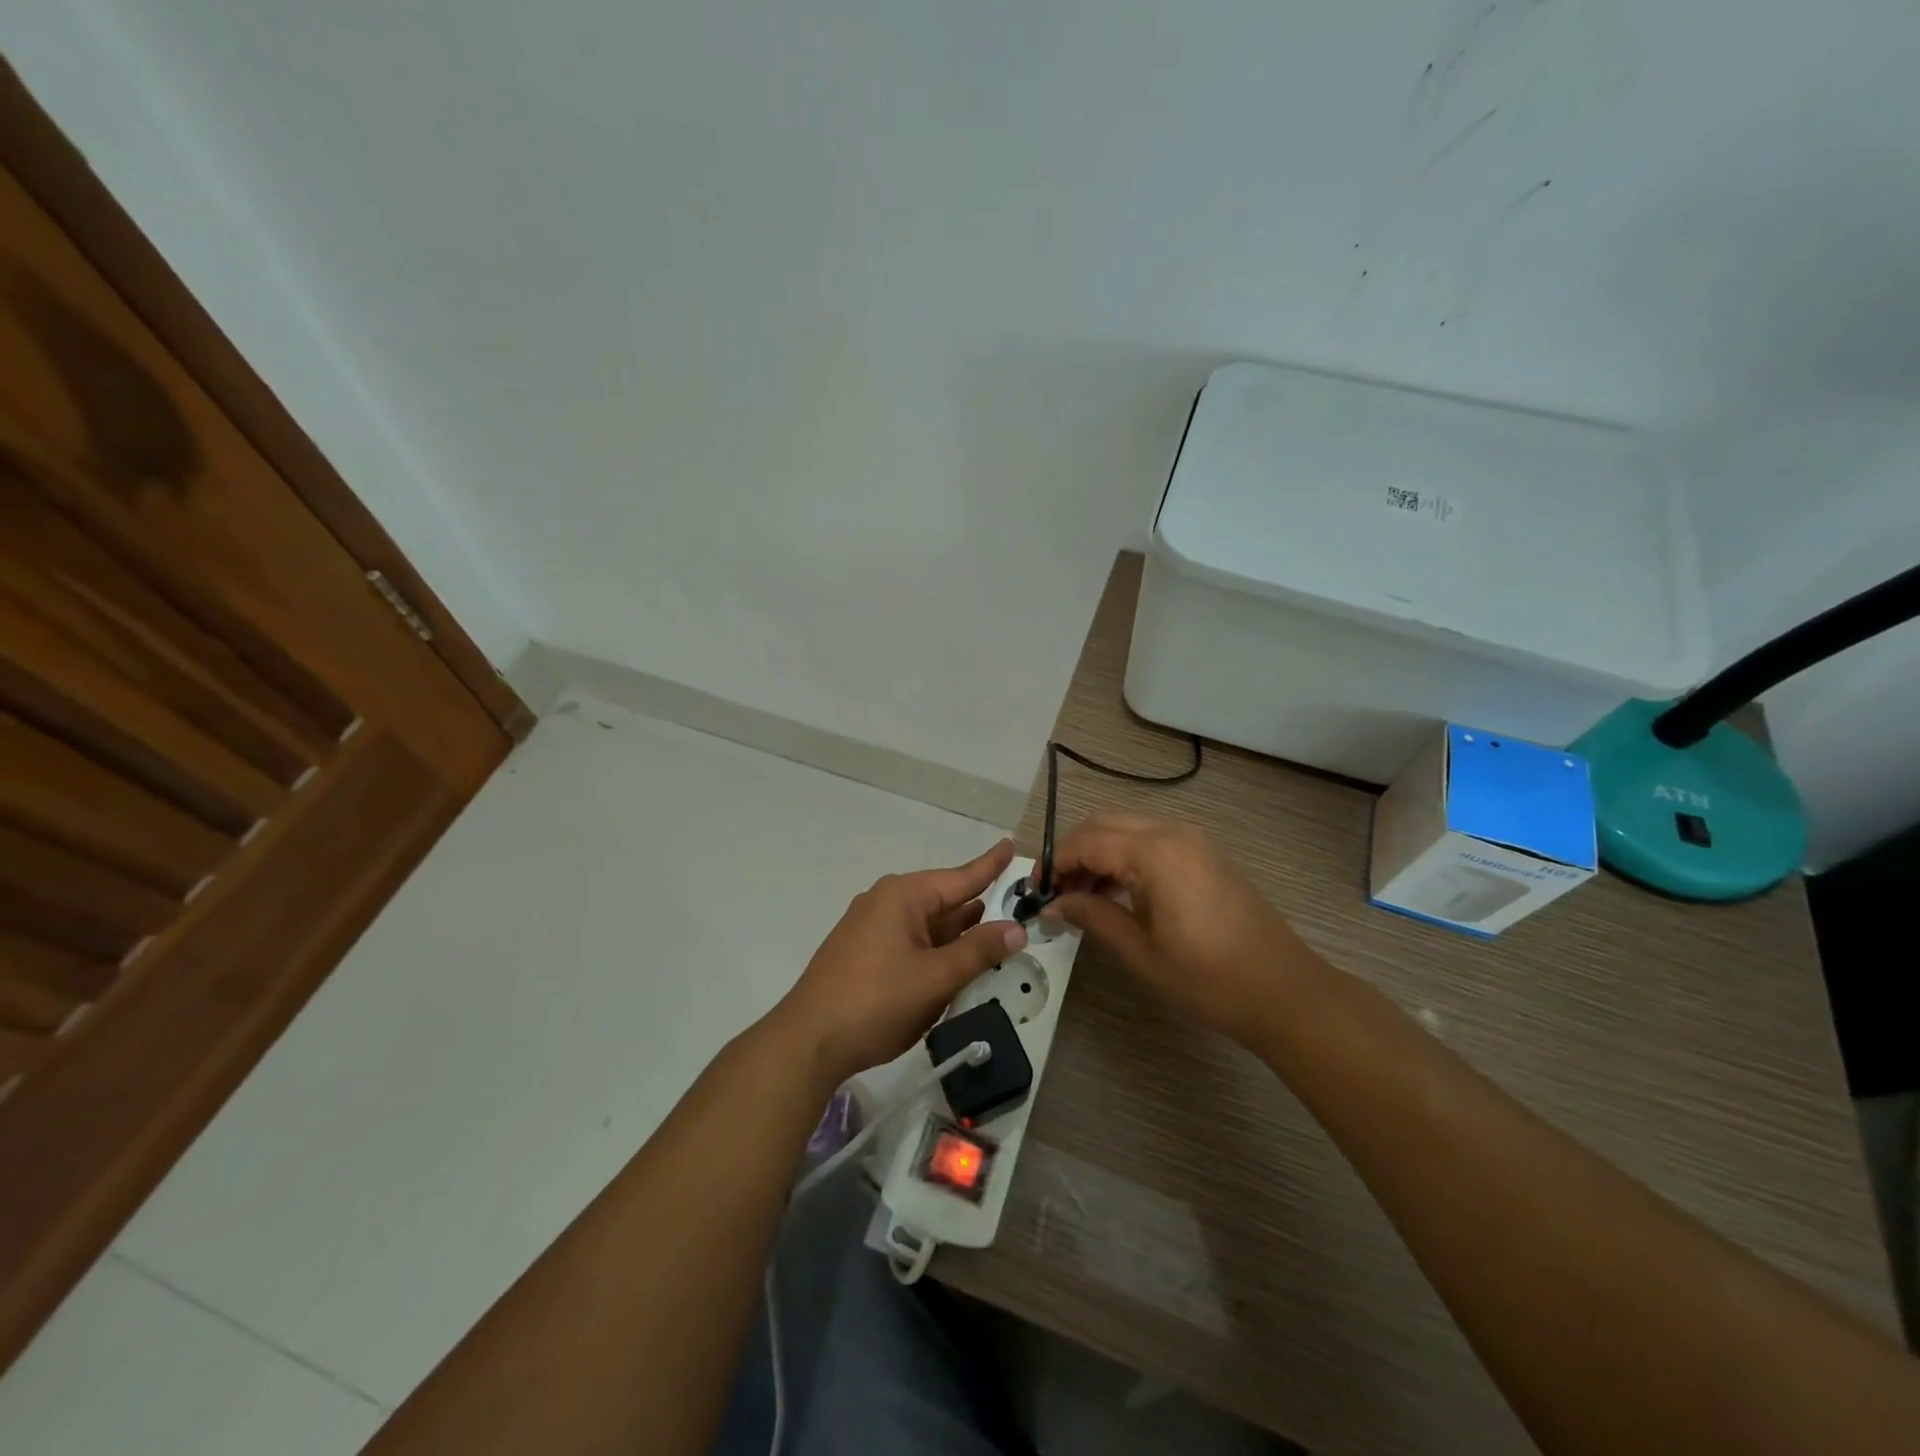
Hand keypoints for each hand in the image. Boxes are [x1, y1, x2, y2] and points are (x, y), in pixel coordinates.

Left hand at [770, 839, 1027, 1088]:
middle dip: (978, 908)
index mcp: (904, 896)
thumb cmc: (877, 1001)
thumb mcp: (936, 977)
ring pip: (928, 926)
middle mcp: (886, 903)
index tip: (1011, 844)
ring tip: (995, 937)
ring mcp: (871, 929)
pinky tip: (955, 965)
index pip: (960, 877)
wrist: (809, 1041)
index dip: (990, 865)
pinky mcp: (864, 954)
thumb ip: (979, 951)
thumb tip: (1016, 928)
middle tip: (1016, 908)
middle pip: (944, 901)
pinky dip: (936, 951)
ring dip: (958, 936)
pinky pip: (911, 943)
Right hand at [1045, 814, 1319, 1044]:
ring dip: (1098, 852)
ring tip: (1081, 895)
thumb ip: (1093, 916)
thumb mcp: (1140, 951)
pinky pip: (1151, 839)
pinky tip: (1116, 891)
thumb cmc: (1207, 977)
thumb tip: (1055, 904)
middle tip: (1055, 891)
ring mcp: (1193, 839)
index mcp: (1154, 852)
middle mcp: (1172, 832)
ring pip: (1127, 828)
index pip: (1086, 841)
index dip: (1054, 863)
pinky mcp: (1205, 853)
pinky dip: (1125, 855)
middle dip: (1073, 852)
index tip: (1035, 892)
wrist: (1283, 990)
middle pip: (1104, 824)